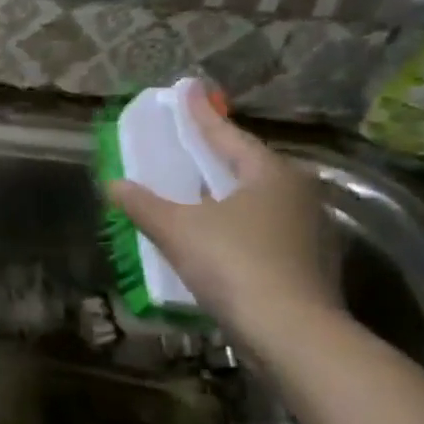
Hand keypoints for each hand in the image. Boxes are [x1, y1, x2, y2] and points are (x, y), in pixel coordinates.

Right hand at [107, 89, 341, 343]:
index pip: (226, 135)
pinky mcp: (309, 263)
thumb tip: (114, 184)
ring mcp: (310, 229)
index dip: (200, 115)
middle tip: (191, 141)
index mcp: (270, 173)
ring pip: (259, 198)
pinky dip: (239, 223)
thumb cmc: (234, 264)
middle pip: (248, 164)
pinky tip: (219, 234)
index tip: (187, 90)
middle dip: (217, 153)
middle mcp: (298, 193)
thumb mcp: (177, 230)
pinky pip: (265, 228)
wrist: (292, 333)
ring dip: (228, 191)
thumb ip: (143, 204)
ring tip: (200, 188)